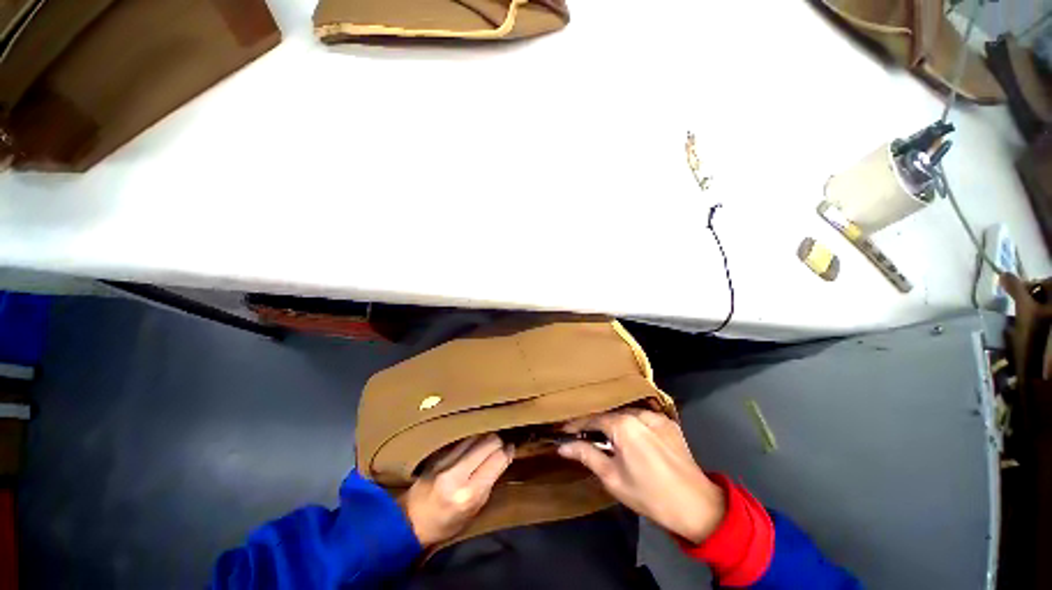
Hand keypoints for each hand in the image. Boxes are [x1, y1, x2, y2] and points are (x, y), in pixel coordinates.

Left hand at [404, 434, 513, 546]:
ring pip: (476, 436)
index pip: (497, 460)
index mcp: (468, 494)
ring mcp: (445, 460)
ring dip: (486, 438)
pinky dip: (473, 440)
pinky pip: (463, 440)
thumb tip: (504, 457)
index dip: (507, 452)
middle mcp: (457, 473)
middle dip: (498, 443)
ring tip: (489, 444)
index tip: (511, 449)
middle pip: (488, 442)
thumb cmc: (445, 524)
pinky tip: (475, 445)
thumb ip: (489, 484)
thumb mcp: (473, 512)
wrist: (409, 521)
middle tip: (500, 447)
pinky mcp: (438, 454)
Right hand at [558, 409, 725, 543]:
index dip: (576, 425)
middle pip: (609, 414)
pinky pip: (642, 418)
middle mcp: (639, 413)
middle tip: (582, 436)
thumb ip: (586, 455)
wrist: (696, 506)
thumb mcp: (612, 477)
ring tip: (605, 437)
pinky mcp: (668, 423)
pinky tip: (629, 438)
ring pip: (626, 414)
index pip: (593, 418)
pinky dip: (631, 425)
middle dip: (595, 424)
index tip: (564, 431)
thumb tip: (563, 446)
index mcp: (623, 424)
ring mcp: (656, 416)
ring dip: (613, 424)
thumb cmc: (648, 495)